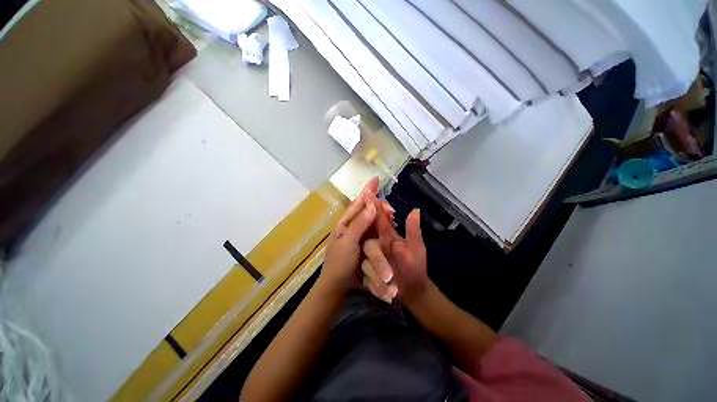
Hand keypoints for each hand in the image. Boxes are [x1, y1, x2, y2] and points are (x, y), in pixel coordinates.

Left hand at [319, 178, 381, 294]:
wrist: (340, 285)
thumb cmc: (339, 263)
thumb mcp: (347, 242)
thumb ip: (359, 223)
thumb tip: (371, 203)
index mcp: (345, 222)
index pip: (357, 203)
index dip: (367, 191)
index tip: (376, 179)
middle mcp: (353, 225)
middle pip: (367, 209)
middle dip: (378, 205)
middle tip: (391, 209)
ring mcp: (360, 233)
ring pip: (373, 219)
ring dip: (382, 214)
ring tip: (392, 214)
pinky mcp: (367, 242)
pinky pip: (376, 230)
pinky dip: (383, 225)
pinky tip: (391, 223)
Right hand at [362, 207, 430, 303]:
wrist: (413, 290)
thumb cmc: (415, 266)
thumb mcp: (416, 247)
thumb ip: (413, 230)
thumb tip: (415, 209)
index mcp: (387, 236)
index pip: (379, 221)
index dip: (374, 210)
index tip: (368, 196)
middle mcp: (376, 245)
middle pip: (369, 245)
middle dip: (378, 260)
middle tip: (388, 275)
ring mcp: (371, 260)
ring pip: (367, 264)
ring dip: (378, 277)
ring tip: (393, 290)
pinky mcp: (368, 274)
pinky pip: (367, 278)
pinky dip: (377, 287)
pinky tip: (387, 296)